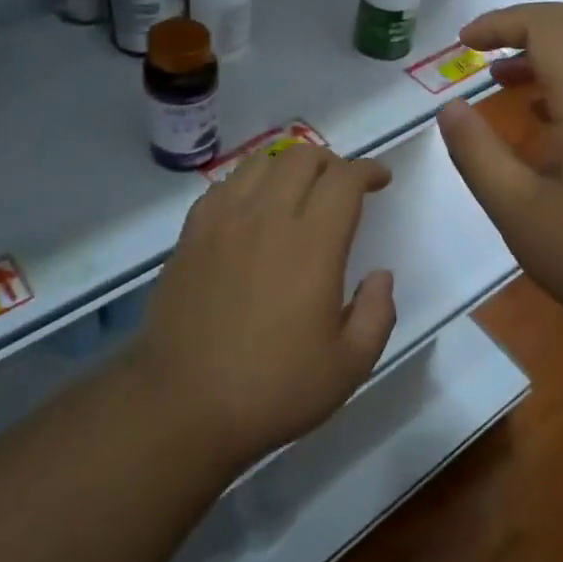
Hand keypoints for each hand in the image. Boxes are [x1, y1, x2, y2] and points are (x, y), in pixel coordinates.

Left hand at [135, 144, 395, 466]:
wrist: (182, 404)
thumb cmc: (274, 389)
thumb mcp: (349, 366)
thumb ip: (377, 313)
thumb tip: (380, 275)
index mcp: (312, 243)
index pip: (344, 179)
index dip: (368, 170)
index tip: (380, 179)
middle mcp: (267, 217)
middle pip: (302, 157)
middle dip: (331, 161)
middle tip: (342, 186)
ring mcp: (223, 222)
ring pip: (260, 163)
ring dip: (289, 165)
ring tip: (299, 187)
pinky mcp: (191, 235)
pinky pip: (224, 186)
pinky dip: (248, 182)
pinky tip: (251, 207)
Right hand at [435, 2, 562, 337]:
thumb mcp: (518, 210)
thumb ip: (477, 153)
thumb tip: (449, 108)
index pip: (547, 25)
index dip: (501, 22)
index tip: (463, 42)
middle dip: (525, 25)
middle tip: (481, 50)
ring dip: (549, 50)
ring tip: (503, 80)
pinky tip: (545, 118)